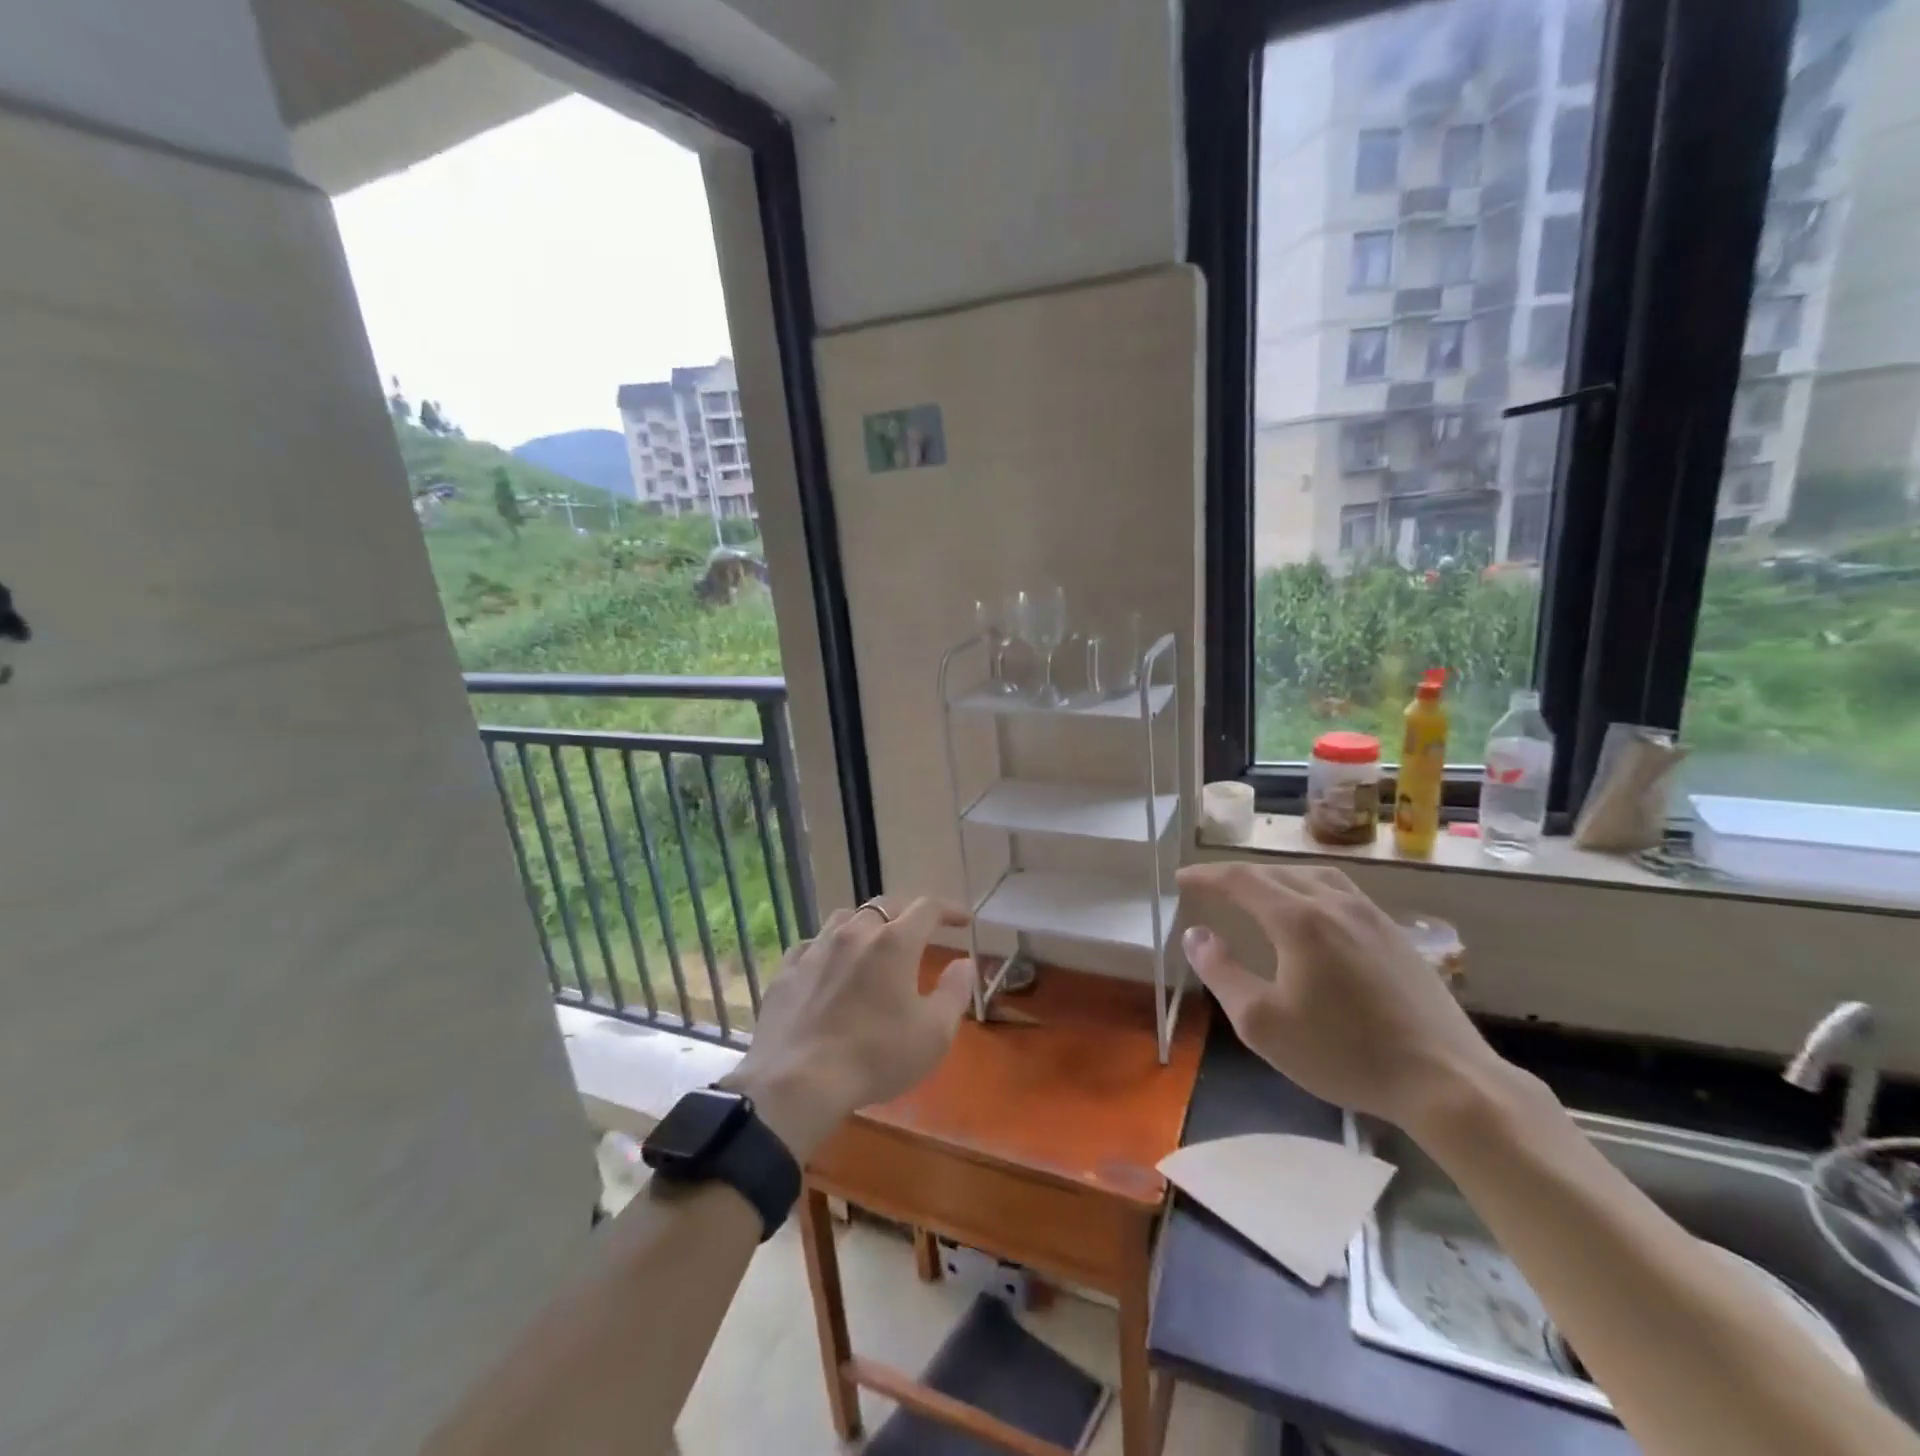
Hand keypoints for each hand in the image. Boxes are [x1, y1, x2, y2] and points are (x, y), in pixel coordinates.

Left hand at [718, 898, 975, 1159]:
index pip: (928, 908)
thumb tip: (964, 963)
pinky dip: (828, 949)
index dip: (949, 909)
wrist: (797, 1082)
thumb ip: (954, 992)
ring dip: (866, 924)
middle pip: (885, 905)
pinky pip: (811, 945)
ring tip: (873, 942)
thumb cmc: (876, 1057)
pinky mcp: (786, 970)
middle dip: (907, 912)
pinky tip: (828, 966)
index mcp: (894, 942)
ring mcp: (815, 948)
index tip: (963, 920)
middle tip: (920, 930)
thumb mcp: (933, 1033)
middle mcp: (854, 933)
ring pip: (845, 918)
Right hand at [1176, 863, 1506, 1134]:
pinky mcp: (1395, 934)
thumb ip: (1221, 972)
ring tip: (1256, 891)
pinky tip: (1312, 913)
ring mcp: (1370, 915)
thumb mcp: (1262, 1023)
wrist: (1446, 1080)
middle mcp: (1333, 903)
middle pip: (1275, 872)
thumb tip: (1195, 934)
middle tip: (1210, 886)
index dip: (1206, 876)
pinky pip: (1340, 891)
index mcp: (1298, 919)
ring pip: (1312, 875)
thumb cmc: (1344, 1053)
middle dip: (1236, 875)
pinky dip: (1309, 888)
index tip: (1182, 879)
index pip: (1240, 880)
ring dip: (1275, 877)